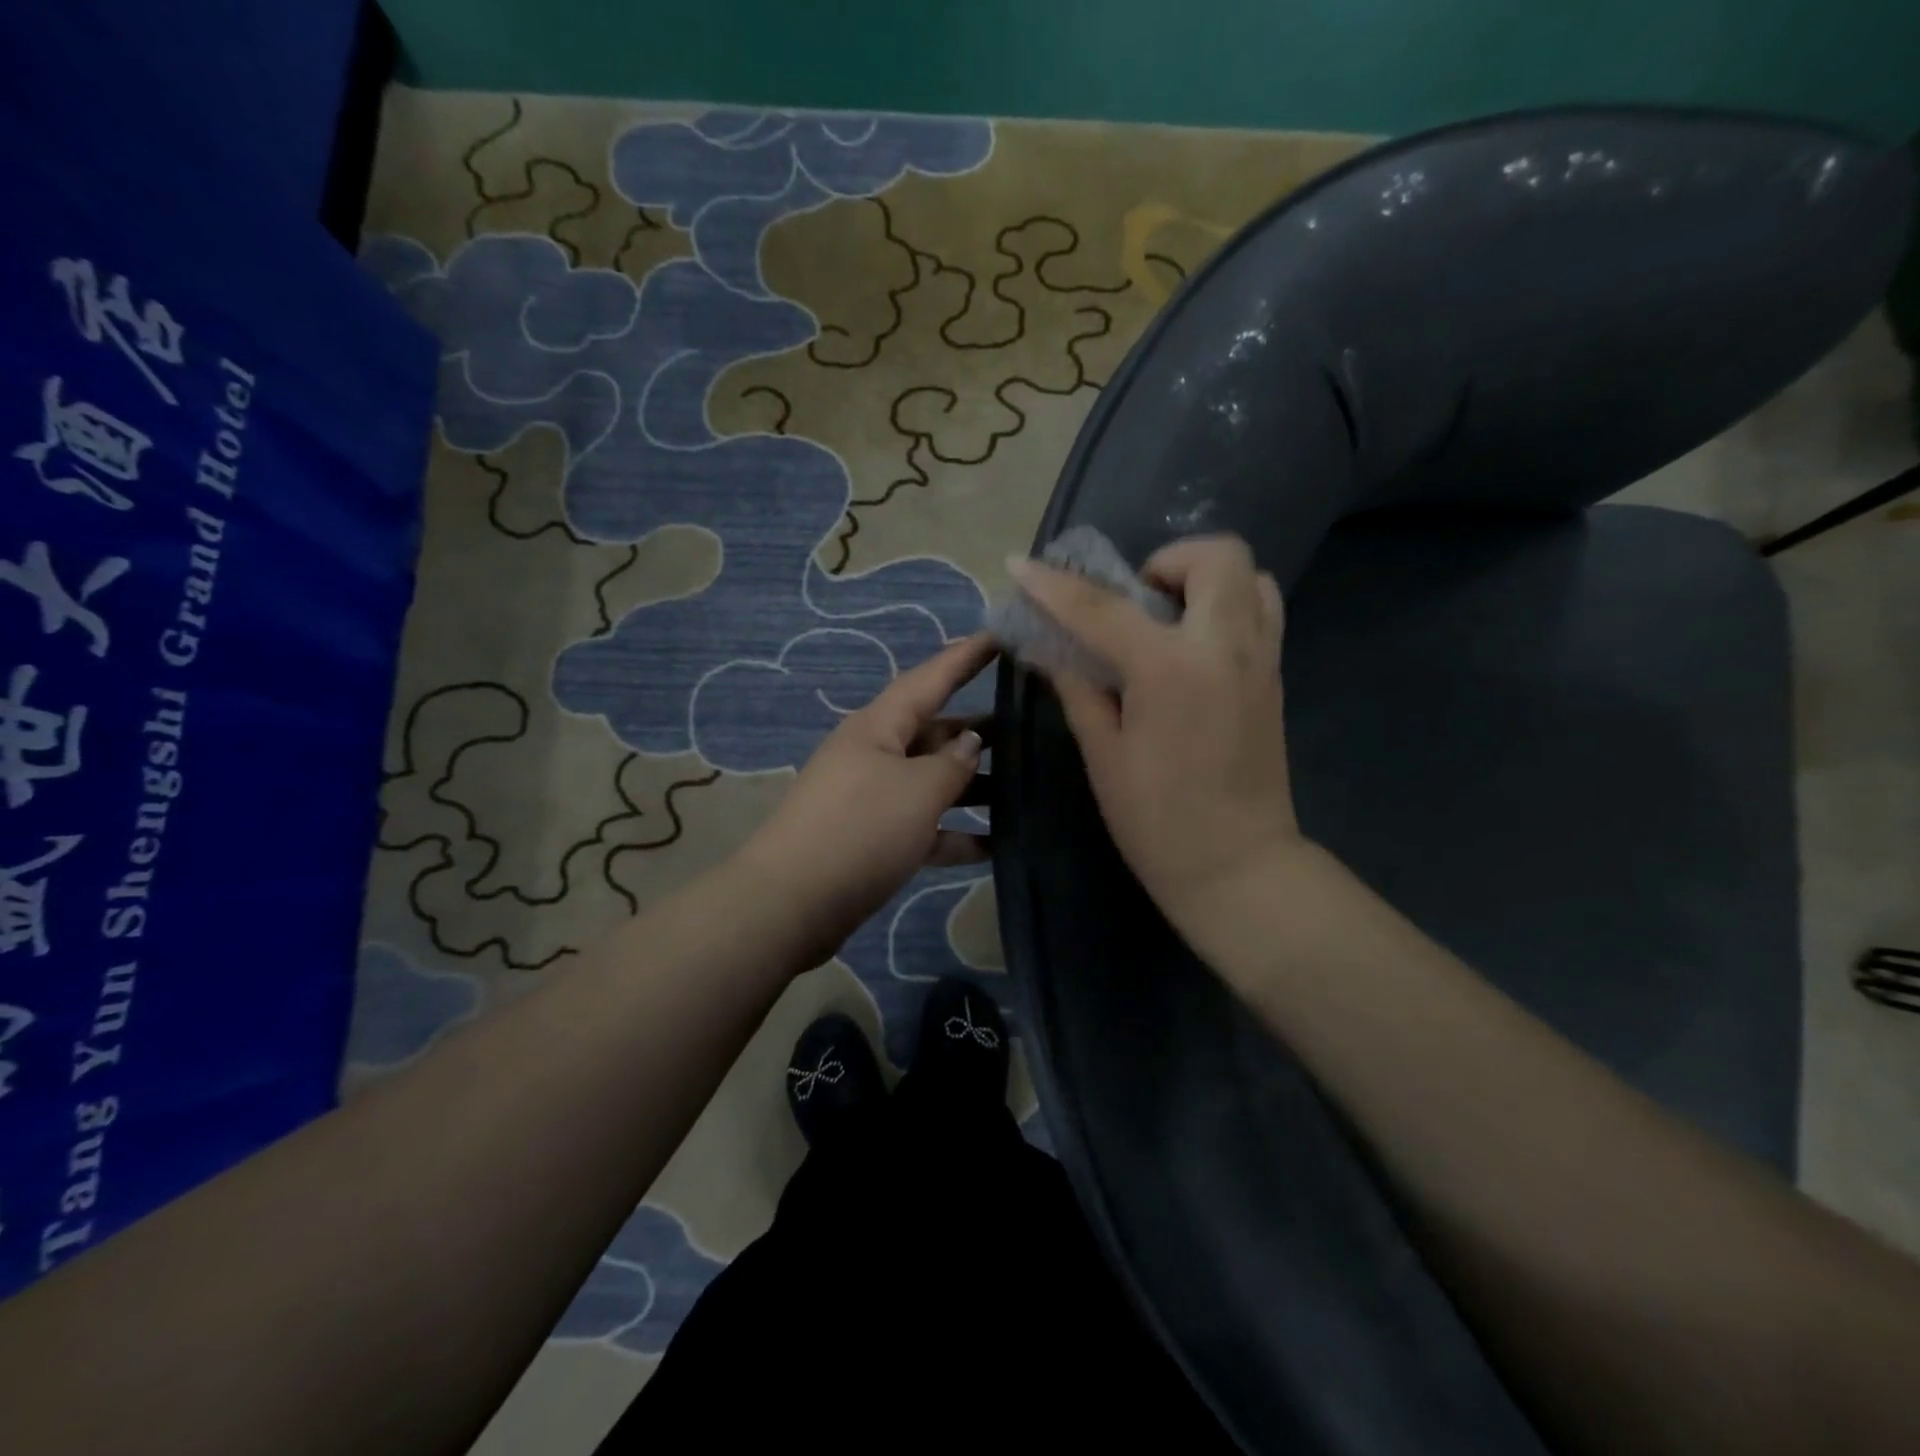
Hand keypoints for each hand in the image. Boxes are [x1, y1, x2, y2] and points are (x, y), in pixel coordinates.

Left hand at [738, 634, 994, 967]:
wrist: (793, 904)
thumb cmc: (860, 830)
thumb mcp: (917, 790)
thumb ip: (953, 764)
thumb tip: (970, 743)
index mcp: (879, 726)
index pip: (930, 679)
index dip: (966, 657)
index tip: (1001, 636)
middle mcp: (876, 754)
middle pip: (935, 731)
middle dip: (979, 728)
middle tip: (1032, 722)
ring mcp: (874, 798)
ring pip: (933, 781)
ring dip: (973, 785)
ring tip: (1026, 785)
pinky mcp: (876, 840)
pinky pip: (925, 826)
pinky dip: (957, 833)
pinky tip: (998, 845)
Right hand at [1007, 535, 1300, 934]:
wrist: (1237, 866)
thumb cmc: (1157, 821)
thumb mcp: (1104, 754)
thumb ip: (1078, 689)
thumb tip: (1047, 650)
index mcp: (1170, 671)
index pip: (1102, 609)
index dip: (1054, 586)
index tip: (1020, 565)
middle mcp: (1225, 648)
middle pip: (1217, 556)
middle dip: (1168, 561)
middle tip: (1134, 601)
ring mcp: (1261, 660)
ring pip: (1252, 576)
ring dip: (1204, 580)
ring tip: (1167, 619)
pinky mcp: (1275, 678)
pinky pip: (1261, 612)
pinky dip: (1225, 607)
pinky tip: (1190, 648)